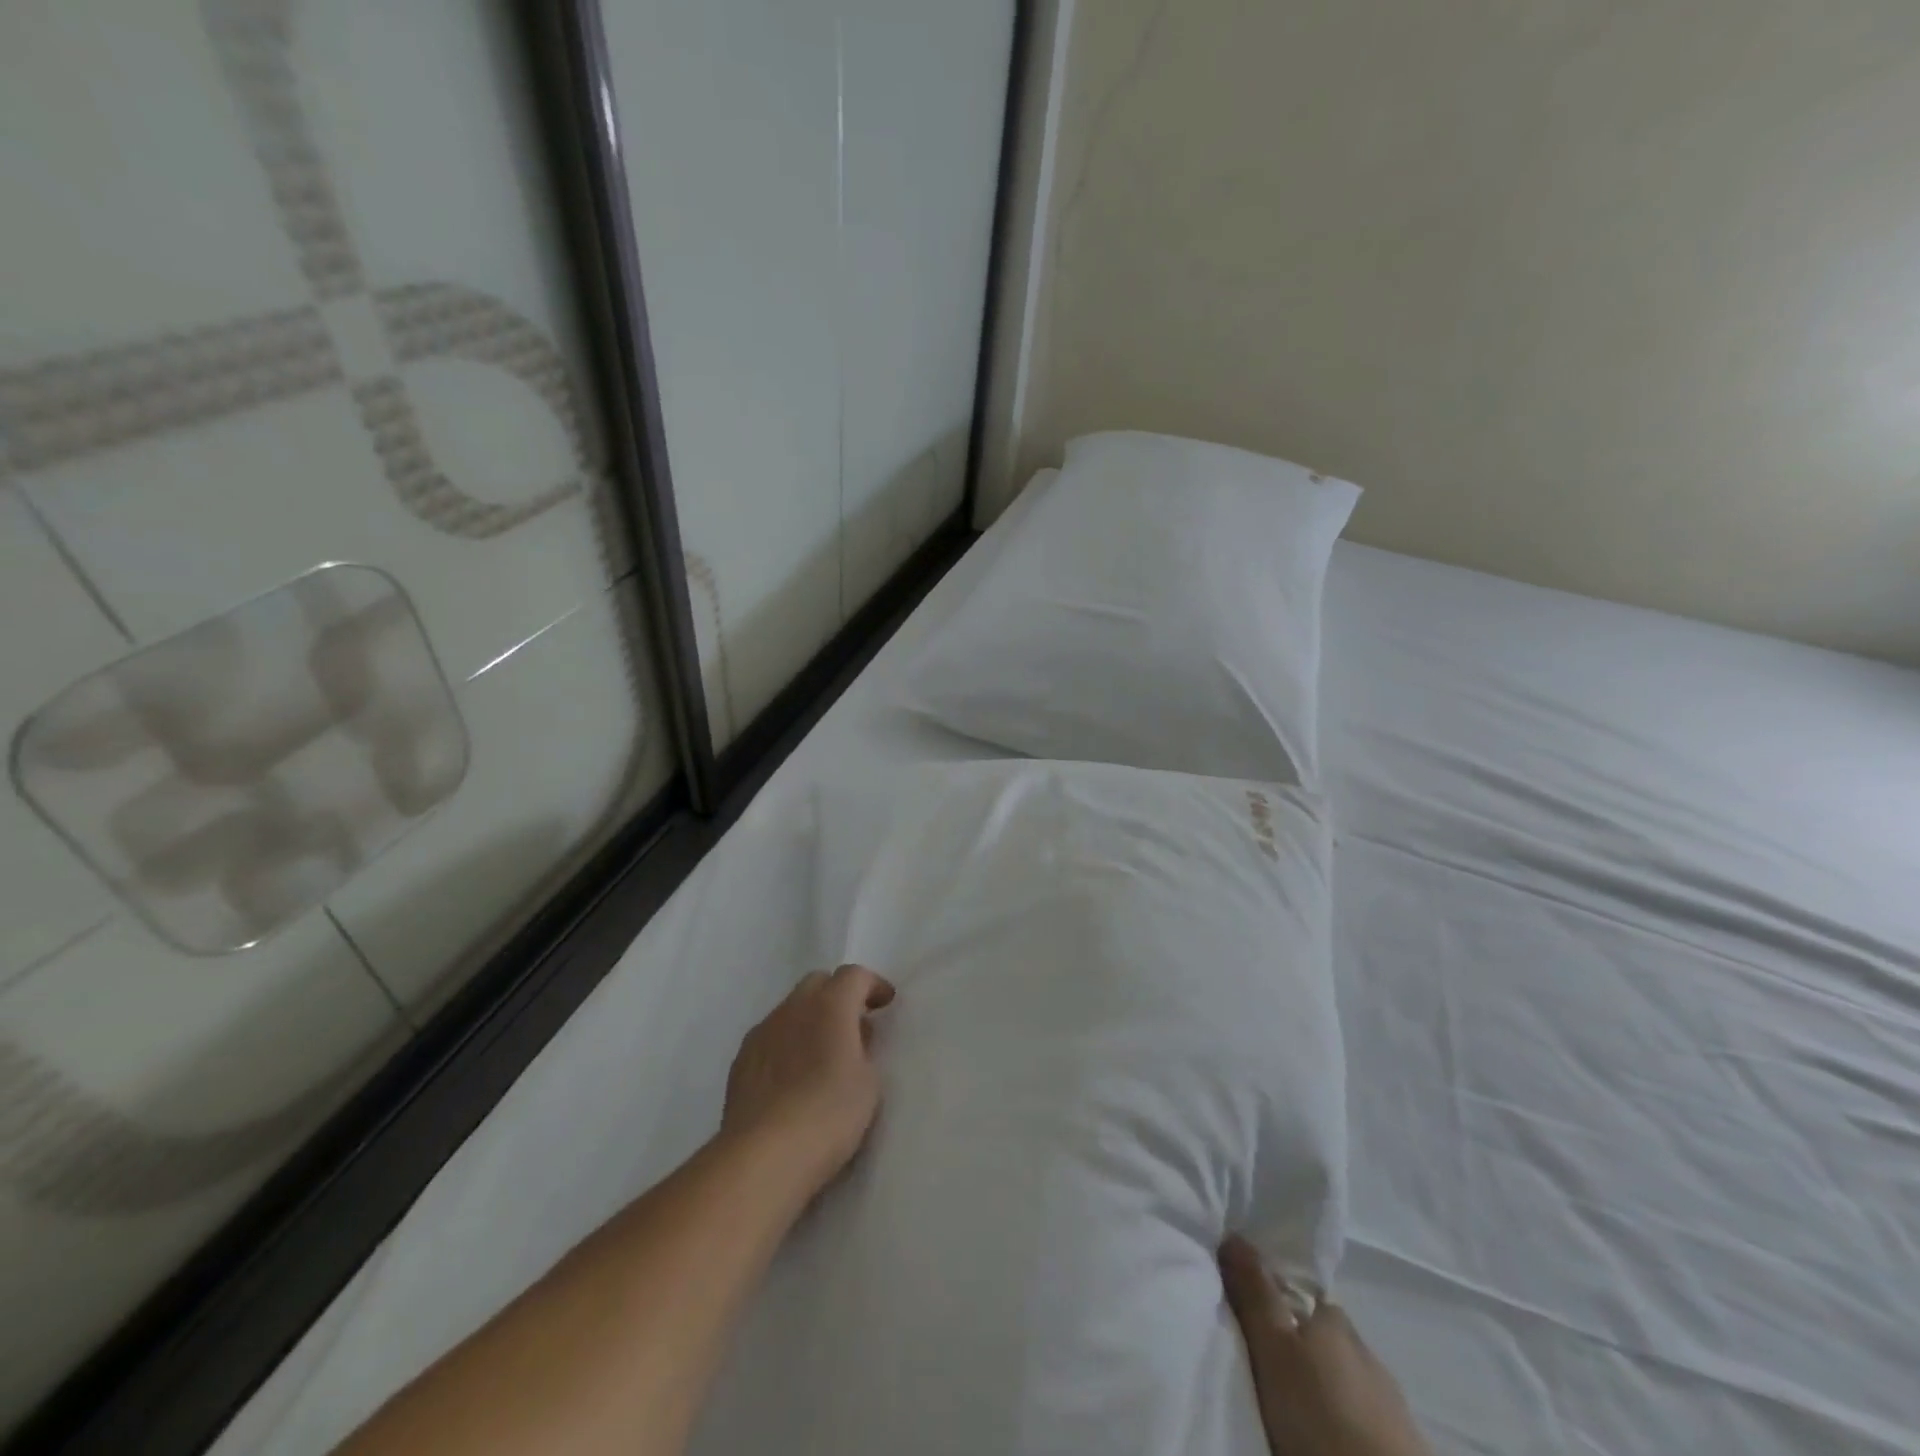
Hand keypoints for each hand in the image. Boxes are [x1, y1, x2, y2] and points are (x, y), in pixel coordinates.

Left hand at [721, 965, 896, 1200]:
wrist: (763, 1156)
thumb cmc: (828, 1114)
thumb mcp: (868, 1083)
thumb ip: (864, 1050)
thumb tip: (854, 1037)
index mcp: (830, 1005)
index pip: (854, 976)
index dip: (872, 985)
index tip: (885, 1003)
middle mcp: (793, 1008)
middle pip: (818, 983)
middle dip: (838, 995)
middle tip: (854, 1024)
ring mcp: (762, 1032)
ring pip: (791, 1008)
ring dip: (811, 1019)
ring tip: (822, 1053)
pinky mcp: (741, 1060)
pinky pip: (771, 1036)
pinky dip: (788, 1042)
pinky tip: (793, 1076)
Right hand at [1220, 1235, 1432, 1455]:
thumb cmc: (1321, 1411)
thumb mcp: (1273, 1349)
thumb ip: (1254, 1294)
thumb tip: (1233, 1234)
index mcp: (1334, 1317)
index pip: (1303, 1296)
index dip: (1275, 1300)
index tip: (1251, 1316)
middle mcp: (1364, 1347)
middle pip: (1322, 1336)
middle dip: (1299, 1346)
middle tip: (1264, 1363)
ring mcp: (1389, 1398)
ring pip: (1343, 1377)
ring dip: (1322, 1384)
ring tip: (1292, 1402)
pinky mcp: (1403, 1441)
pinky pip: (1362, 1414)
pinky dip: (1342, 1415)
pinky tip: (1326, 1428)